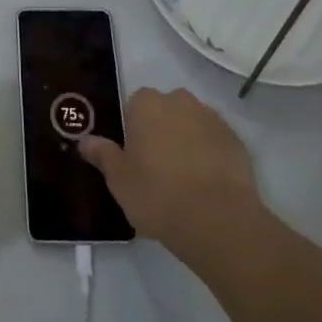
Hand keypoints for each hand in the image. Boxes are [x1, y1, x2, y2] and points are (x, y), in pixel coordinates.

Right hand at [79, 88, 273, 264]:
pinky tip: (208, 186)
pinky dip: (211, 156)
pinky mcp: (236, 140)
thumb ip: (103, 155)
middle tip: (158, 169)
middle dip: (162, 131)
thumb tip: (85, 140)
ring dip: (188, 141)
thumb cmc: (158, 195)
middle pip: (165, 111)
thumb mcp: (120, 181)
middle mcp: (179, 101)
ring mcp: (211, 118)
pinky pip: (215, 142)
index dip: (134, 131)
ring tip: (186, 180)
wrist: (219, 220)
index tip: (135, 158)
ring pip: (192, 124)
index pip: (135, 106)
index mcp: (147, 104)